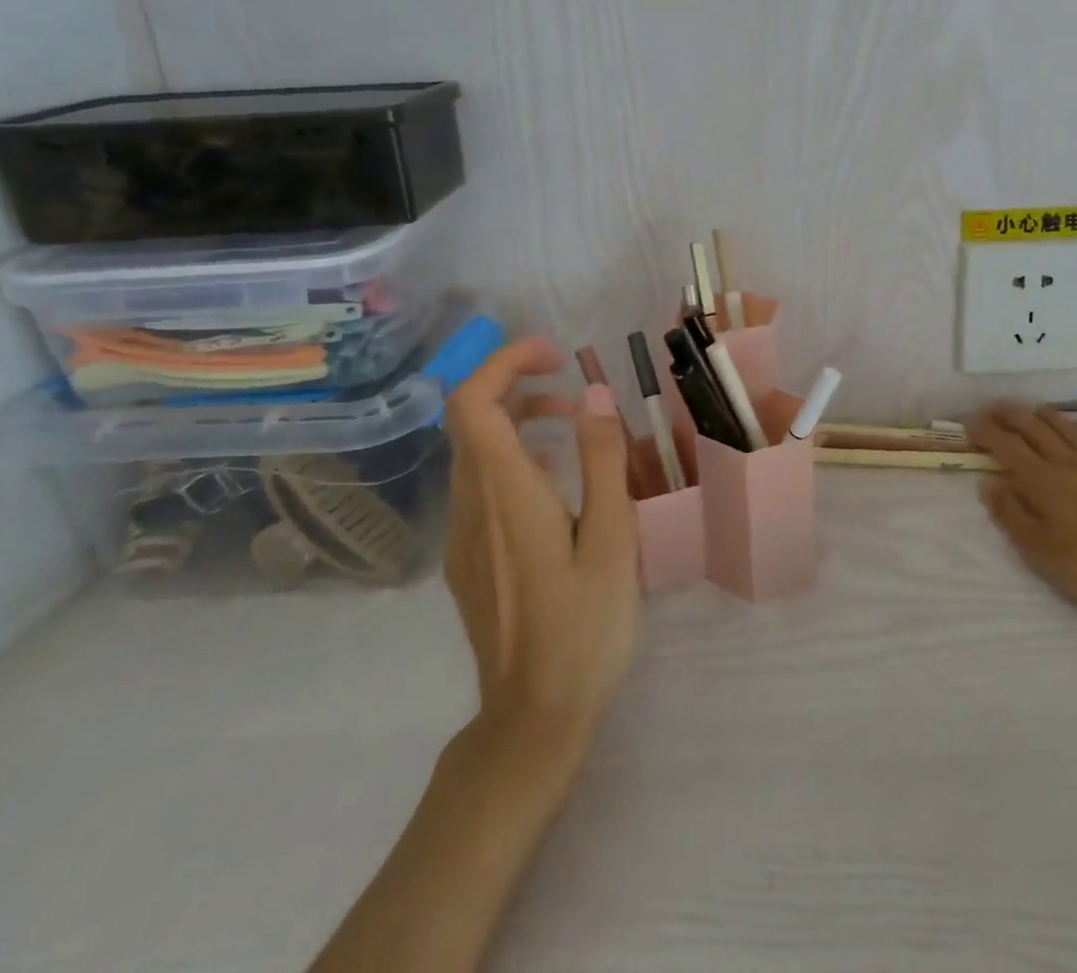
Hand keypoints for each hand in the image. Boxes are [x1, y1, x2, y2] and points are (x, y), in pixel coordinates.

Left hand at [444, 338, 639, 746]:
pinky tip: (560, 483)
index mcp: (506, 495)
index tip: (555, 355)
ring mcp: (464, 536)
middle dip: (519, 386)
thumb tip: (595, 393)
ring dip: (520, 422)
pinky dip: (516, 459)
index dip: (505, 363)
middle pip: (471, 421)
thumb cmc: (585, 627)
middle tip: (575, 389)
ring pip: (475, 453)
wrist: (533, 719)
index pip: (472, 403)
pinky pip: (482, 486)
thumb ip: (602, 460)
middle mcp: (471, 507)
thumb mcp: (612, 538)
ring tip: (578, 427)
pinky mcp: (469, 559)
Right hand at [968, 403, 1076, 628]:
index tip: (968, 424)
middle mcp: (1070, 464)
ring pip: (1071, 430)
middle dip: (1010, 415)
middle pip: (1035, 430)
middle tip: (992, 408)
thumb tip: (988, 482)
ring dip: (1048, 417)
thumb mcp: (1042, 553)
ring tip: (1034, 409)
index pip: (1007, 447)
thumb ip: (1012, 515)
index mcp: (1044, 482)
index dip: (986, 432)